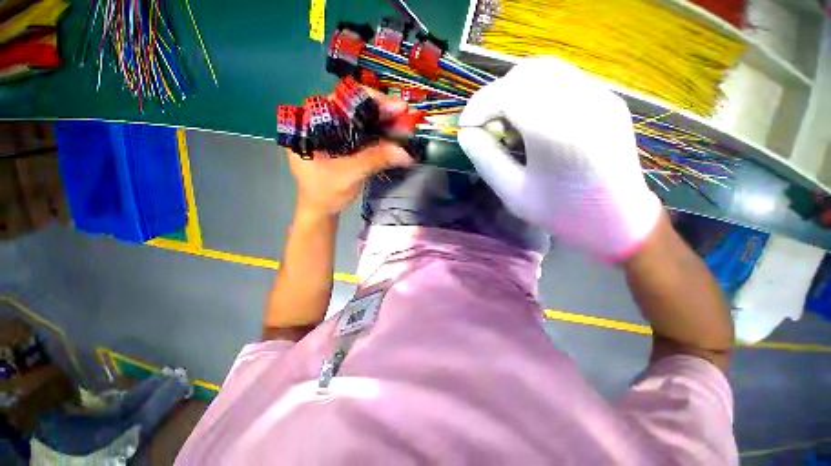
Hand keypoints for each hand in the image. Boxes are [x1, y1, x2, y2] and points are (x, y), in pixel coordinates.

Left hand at [286, 93, 413, 216]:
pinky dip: (381, 135)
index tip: (396, 107)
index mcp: (310, 123)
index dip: (371, 101)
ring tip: (406, 126)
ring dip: (385, 123)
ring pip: (361, 120)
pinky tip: (396, 136)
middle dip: (382, 112)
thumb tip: (406, 152)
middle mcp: (321, 121)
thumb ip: (374, 160)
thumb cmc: (325, 193)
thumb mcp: (349, 175)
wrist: (321, 210)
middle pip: (355, 108)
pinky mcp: (343, 142)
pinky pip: (364, 133)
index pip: (342, 100)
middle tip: (407, 117)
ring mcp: (333, 132)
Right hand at [457, 58, 661, 260]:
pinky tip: (532, 120)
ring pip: (545, 69)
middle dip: (495, 96)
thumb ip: (486, 159)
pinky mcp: (607, 97)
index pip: (508, 93)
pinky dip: (535, 92)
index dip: (479, 106)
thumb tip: (467, 134)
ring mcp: (601, 95)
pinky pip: (562, 79)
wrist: (618, 219)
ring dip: (514, 90)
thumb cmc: (561, 212)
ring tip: (507, 122)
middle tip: (487, 125)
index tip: (466, 128)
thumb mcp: (513, 193)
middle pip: (526, 73)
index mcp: (558, 132)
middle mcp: (584, 102)